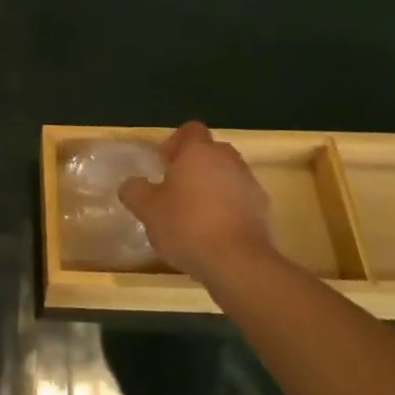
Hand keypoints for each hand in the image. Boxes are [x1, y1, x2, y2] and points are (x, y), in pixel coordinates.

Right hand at [118, 122, 278, 283]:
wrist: (238, 264)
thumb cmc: (188, 226)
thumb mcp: (147, 210)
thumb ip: (135, 191)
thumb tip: (131, 184)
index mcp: (199, 151)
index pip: (190, 130)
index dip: (175, 143)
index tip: (164, 165)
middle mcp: (228, 160)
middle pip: (211, 152)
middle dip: (194, 166)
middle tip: (177, 190)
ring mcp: (249, 185)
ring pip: (227, 177)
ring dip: (213, 189)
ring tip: (195, 216)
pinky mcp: (263, 211)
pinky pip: (241, 201)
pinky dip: (228, 210)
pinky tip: (214, 235)